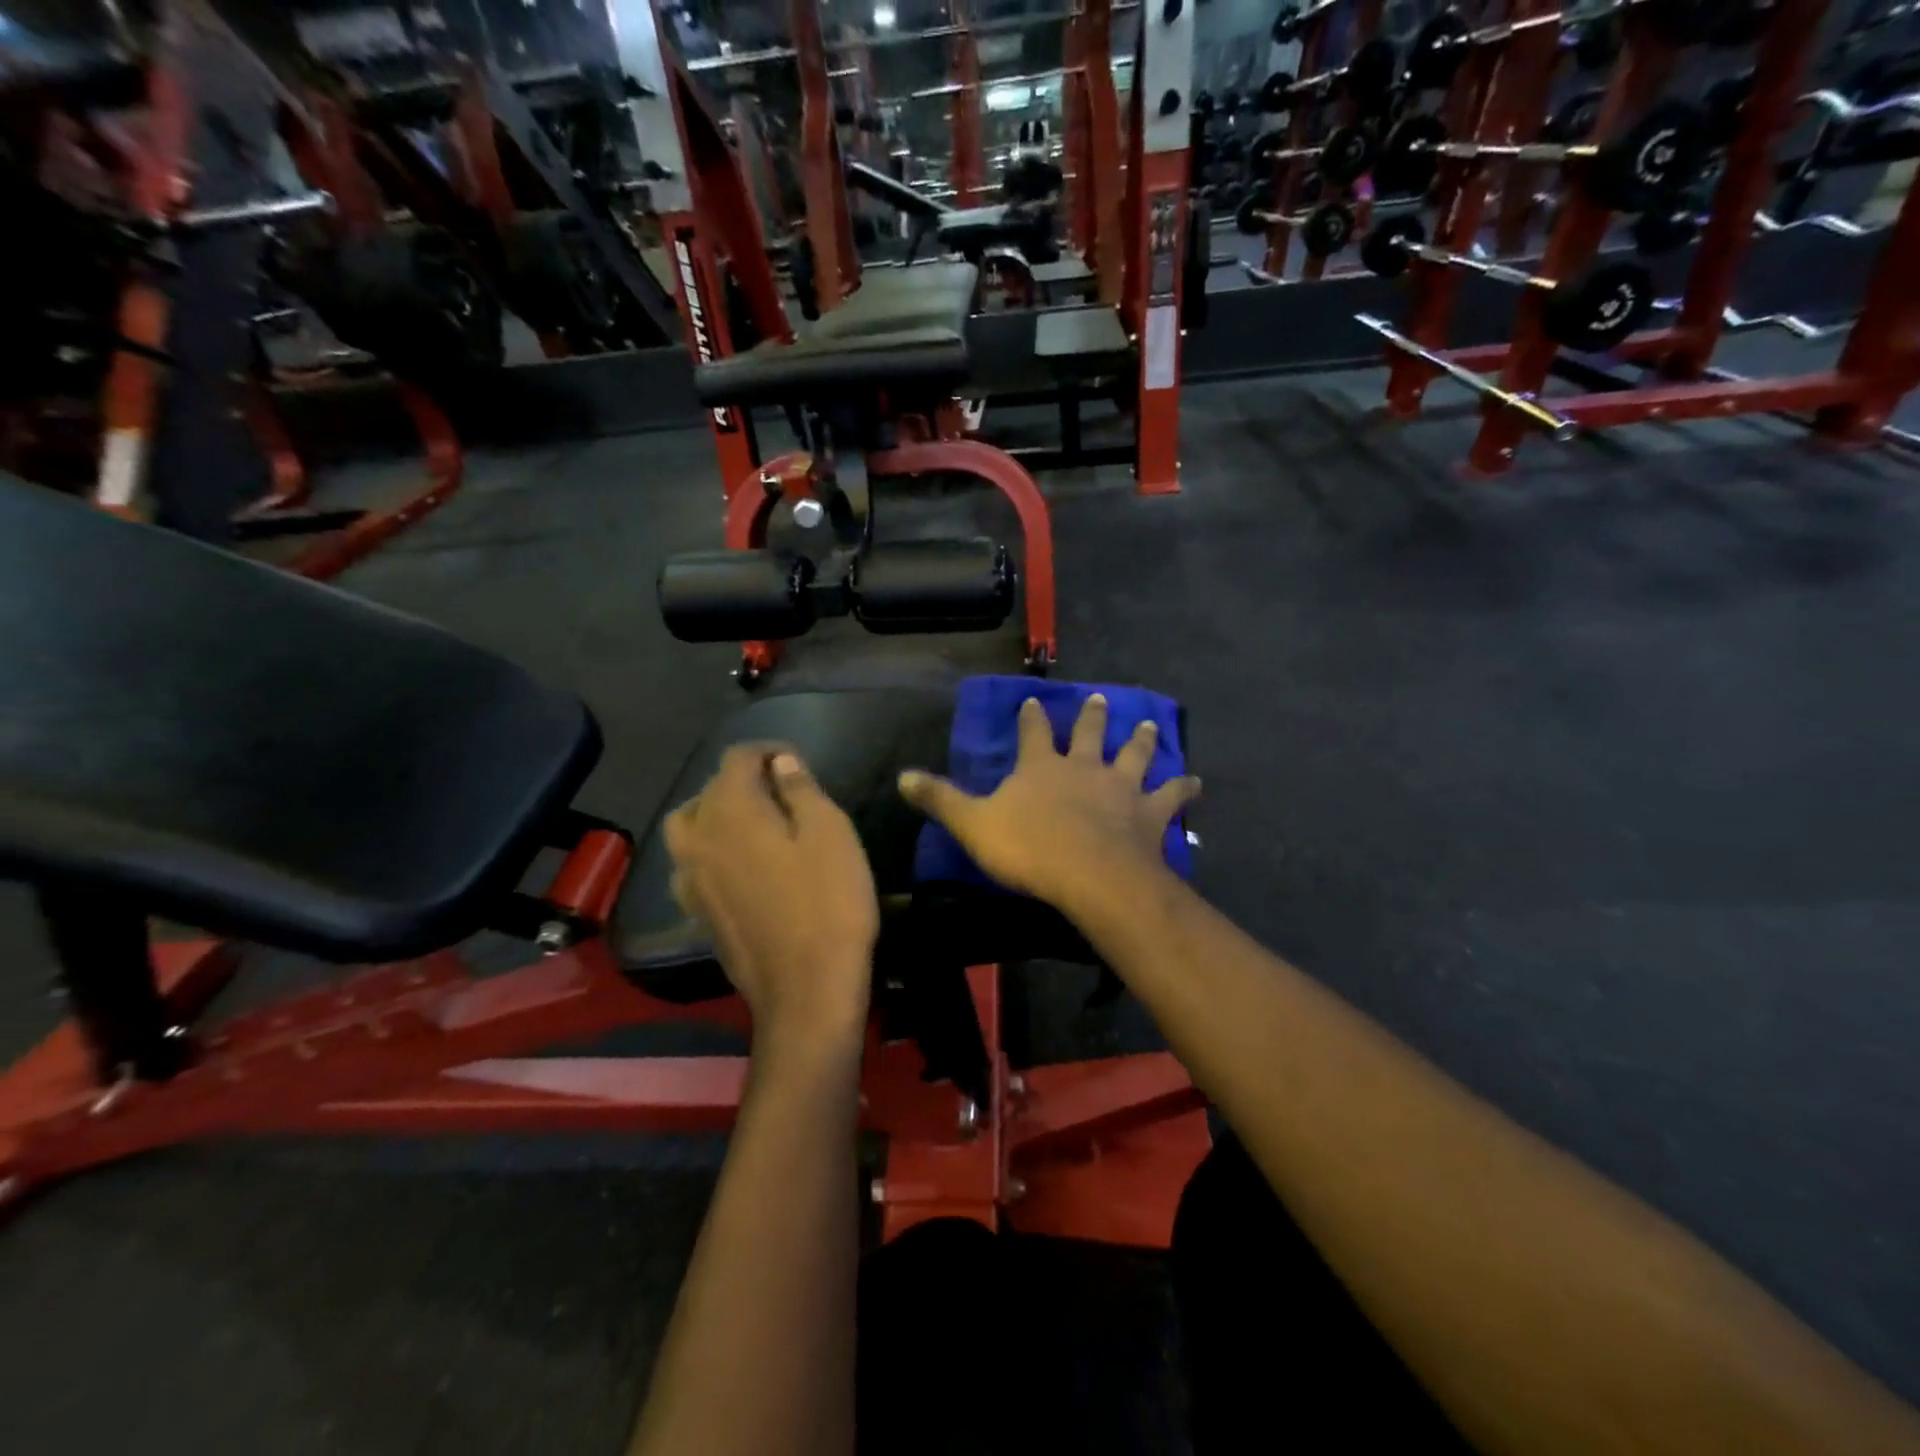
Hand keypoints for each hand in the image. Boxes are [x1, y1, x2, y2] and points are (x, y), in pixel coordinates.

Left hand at [664, 746, 878, 1054]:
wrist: (806, 988)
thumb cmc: (827, 901)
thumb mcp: (830, 832)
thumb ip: (800, 789)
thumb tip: (780, 763)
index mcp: (730, 809)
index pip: (737, 758)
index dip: (767, 750)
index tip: (797, 762)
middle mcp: (698, 838)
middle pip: (708, 791)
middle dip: (741, 781)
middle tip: (781, 793)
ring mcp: (690, 880)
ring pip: (688, 829)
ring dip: (716, 816)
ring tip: (752, 826)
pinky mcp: (696, 913)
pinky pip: (691, 867)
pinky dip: (710, 854)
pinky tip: (738, 868)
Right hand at [897, 694, 1199, 917]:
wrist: (1090, 873)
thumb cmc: (1028, 848)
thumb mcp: (973, 824)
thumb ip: (941, 799)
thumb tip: (901, 776)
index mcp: (1042, 767)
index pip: (1034, 732)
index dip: (1032, 717)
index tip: (1034, 700)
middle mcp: (1085, 767)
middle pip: (1090, 733)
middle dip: (1092, 716)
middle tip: (1099, 698)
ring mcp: (1121, 788)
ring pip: (1134, 754)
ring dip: (1141, 739)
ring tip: (1148, 723)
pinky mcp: (1149, 813)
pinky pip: (1171, 796)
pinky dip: (1184, 789)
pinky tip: (1198, 783)